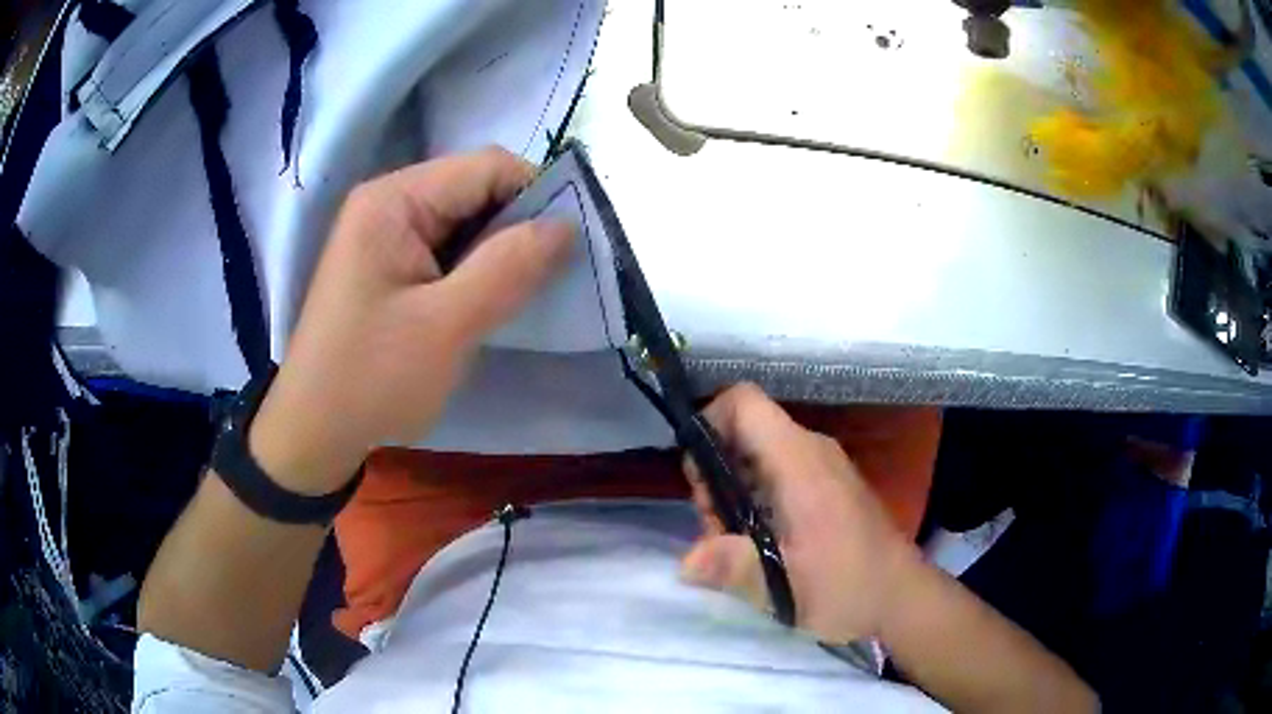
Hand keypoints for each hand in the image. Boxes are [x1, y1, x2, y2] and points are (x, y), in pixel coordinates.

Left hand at [249, 148, 573, 493]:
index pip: (488, 167)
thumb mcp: (446, 327)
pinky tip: (490, 302)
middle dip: (520, 226)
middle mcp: (389, 203)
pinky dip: (478, 270)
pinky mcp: (391, 265)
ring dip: (501, 252)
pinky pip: (450, 249)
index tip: (569, 246)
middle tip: (549, 278)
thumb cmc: (372, 380)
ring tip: (522, 294)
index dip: (537, 195)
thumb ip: (509, 268)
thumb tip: (568, 225)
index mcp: (394, 201)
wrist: (315, 433)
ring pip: (468, 221)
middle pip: (478, 189)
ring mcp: (388, 234)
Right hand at [680, 383, 920, 644]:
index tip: (698, 479)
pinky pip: (777, 474)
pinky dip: (755, 500)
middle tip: (718, 532)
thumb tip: (685, 562)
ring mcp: (822, 467)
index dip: (708, 423)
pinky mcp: (827, 487)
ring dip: (732, 494)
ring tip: (737, 546)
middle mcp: (811, 451)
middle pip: (744, 432)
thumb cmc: (848, 586)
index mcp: (800, 461)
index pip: (744, 402)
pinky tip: (760, 545)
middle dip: (714, 476)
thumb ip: (733, 567)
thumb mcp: (785, 586)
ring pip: (757, 456)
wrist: (903, 597)